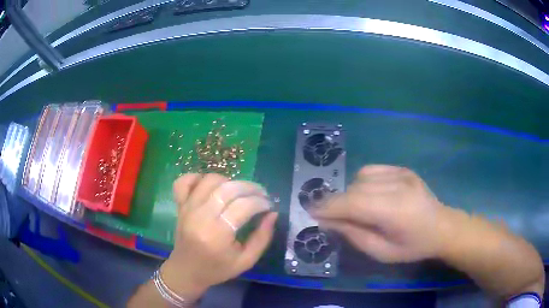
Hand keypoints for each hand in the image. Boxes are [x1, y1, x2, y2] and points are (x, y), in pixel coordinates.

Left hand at [161, 173, 277, 298]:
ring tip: (238, 192)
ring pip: (209, 180)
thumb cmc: (217, 269)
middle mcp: (200, 217)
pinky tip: (210, 186)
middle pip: (227, 189)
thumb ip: (262, 238)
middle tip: (260, 195)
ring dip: (229, 181)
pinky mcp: (179, 205)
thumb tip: (273, 214)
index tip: (268, 205)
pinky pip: (184, 181)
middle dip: (250, 187)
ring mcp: (187, 208)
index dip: (260, 202)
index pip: (243, 206)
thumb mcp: (246, 261)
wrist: (187, 271)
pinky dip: (198, 177)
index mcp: (217, 235)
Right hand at [312, 165, 448, 262]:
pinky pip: (372, 170)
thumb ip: (354, 235)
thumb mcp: (382, 252)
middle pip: (354, 189)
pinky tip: (369, 194)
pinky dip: (363, 181)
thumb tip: (328, 221)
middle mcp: (398, 186)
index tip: (310, 211)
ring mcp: (402, 174)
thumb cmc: (413, 247)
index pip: (353, 203)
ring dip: (351, 192)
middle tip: (331, 217)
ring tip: (355, 208)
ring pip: (361, 176)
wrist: (442, 227)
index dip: (329, 206)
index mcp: (395, 211)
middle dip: (337, 202)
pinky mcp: (403, 169)